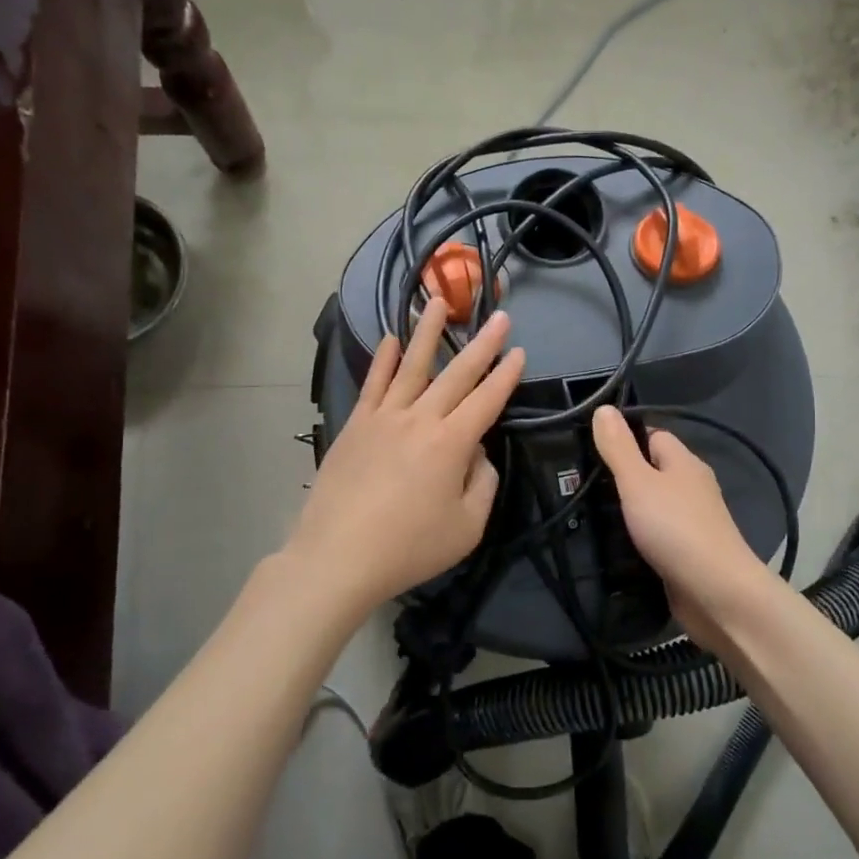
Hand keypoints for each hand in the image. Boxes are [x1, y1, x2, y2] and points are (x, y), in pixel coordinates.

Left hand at [286, 298, 524, 612]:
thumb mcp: (467, 527)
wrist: (338, 556)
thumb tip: (478, 453)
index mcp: (452, 443)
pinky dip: (384, 360)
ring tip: (437, 301)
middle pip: (456, 374)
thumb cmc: (409, 547)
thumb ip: (483, 484)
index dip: (506, 375)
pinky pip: (373, 384)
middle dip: (482, 344)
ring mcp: (383, 418)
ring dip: (427, 332)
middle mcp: (420, 419)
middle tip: (499, 316)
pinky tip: (391, 339)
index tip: (520, 352)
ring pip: (411, 365)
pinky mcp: (356, 426)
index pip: (487, 400)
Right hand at [590, 405, 772, 638]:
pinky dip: (639, 539)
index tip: (592, 452)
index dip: (625, 440)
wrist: (717, 592)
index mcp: (684, 463)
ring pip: (655, 506)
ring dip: (629, 512)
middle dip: (622, 478)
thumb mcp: (638, 482)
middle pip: (653, 472)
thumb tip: (603, 407)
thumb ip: (618, 447)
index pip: (654, 437)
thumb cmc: (675, 528)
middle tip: (583, 487)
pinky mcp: (688, 553)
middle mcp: (692, 488)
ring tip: (590, 517)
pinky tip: (616, 547)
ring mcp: (693, 522)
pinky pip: (658, 536)